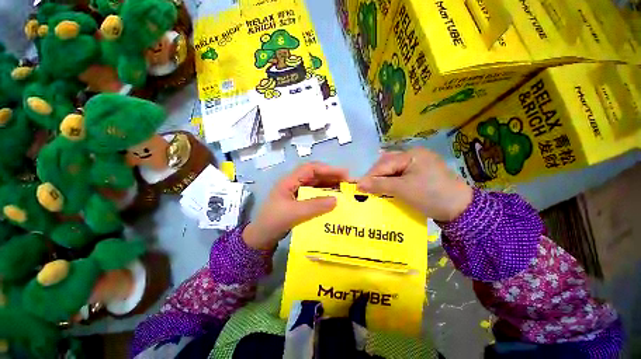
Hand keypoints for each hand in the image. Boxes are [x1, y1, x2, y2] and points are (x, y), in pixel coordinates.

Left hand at [243, 162, 348, 249]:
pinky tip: (334, 203)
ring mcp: (294, 194)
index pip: (311, 169)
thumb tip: (336, 200)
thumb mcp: (294, 213)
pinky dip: (323, 197)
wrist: (261, 238)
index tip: (345, 175)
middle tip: (349, 184)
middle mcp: (292, 184)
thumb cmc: (274, 222)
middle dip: (331, 177)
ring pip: (314, 186)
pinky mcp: (296, 204)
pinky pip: (313, 197)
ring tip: (345, 192)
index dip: (328, 169)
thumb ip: (315, 206)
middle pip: (314, 176)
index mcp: (289, 181)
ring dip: (329, 187)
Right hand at [357, 148, 472, 221]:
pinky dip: (397, 184)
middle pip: (391, 164)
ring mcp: (424, 165)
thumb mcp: (404, 190)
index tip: (357, 188)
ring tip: (375, 193)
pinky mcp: (428, 176)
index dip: (371, 175)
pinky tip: (391, 192)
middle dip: (378, 177)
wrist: (459, 207)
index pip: (386, 163)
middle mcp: (417, 155)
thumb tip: (358, 184)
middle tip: (365, 191)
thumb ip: (381, 185)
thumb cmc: (431, 195)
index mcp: (412, 154)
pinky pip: (407, 177)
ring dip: (387, 181)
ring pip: (399, 171)